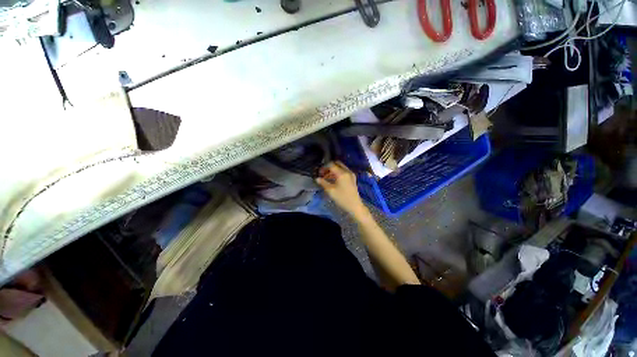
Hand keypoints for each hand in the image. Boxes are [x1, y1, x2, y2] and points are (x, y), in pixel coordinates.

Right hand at [316, 161, 367, 216]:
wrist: (355, 206)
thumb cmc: (342, 198)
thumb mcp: (330, 191)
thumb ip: (323, 183)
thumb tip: (317, 178)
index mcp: (342, 173)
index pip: (331, 165)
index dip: (324, 167)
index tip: (319, 173)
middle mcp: (347, 171)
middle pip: (337, 164)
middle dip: (329, 167)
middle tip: (323, 174)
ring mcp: (351, 174)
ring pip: (340, 167)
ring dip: (333, 170)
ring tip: (326, 178)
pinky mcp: (352, 178)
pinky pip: (344, 171)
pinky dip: (338, 173)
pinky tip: (333, 180)